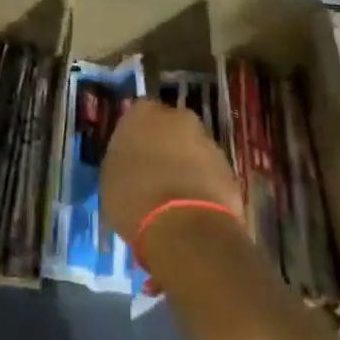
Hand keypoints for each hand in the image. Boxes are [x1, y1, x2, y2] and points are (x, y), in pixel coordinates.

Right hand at [101, 100, 243, 245]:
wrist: (184, 226)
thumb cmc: (135, 197)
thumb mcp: (110, 177)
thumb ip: (121, 158)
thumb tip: (130, 159)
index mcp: (142, 113)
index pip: (136, 114)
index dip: (134, 135)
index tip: (130, 155)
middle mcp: (178, 117)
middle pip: (169, 127)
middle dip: (163, 145)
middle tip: (152, 172)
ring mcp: (207, 141)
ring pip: (191, 148)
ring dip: (184, 164)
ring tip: (172, 195)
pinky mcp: (229, 167)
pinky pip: (209, 171)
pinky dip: (201, 183)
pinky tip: (191, 207)